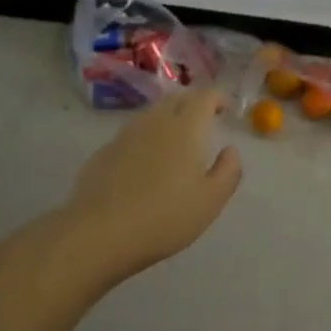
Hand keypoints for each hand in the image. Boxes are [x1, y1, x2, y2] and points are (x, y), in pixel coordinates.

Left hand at [65, 88, 242, 282]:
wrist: (100, 233)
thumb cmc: (165, 216)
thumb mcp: (211, 200)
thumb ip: (228, 171)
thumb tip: (230, 150)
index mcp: (186, 127)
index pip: (205, 97)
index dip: (218, 98)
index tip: (225, 109)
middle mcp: (155, 122)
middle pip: (176, 99)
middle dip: (192, 104)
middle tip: (203, 122)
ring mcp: (125, 135)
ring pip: (151, 115)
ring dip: (167, 120)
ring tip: (175, 142)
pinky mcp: (103, 152)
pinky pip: (131, 136)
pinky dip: (144, 140)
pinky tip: (144, 164)